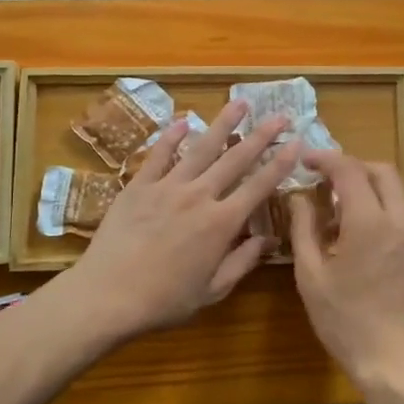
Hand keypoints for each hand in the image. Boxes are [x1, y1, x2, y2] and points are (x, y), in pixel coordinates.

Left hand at [65, 100, 301, 338]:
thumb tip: (268, 239)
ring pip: (201, 148)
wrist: (106, 296)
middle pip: (235, 159)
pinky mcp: (138, 186)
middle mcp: (199, 196)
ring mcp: (167, 187)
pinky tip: (183, 121)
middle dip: (261, 135)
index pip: (258, 186)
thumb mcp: (212, 291)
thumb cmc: (163, 301)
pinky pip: (159, 155)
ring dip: (223, 124)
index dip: (280, 164)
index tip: (297, 143)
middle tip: (279, 114)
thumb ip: (242, 262)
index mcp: (221, 223)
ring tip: (239, 102)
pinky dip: (171, 136)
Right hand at [288, 150, 403, 400]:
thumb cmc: (347, 322)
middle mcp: (400, 220)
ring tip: (338, 214)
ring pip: (396, 195)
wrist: (400, 364)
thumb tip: (299, 198)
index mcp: (370, 221)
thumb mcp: (312, 276)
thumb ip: (304, 229)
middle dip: (352, 167)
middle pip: (382, 171)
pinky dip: (381, 213)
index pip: (349, 169)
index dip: (326, 159)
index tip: (306, 162)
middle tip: (325, 182)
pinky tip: (360, 242)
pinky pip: (402, 219)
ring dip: (368, 191)